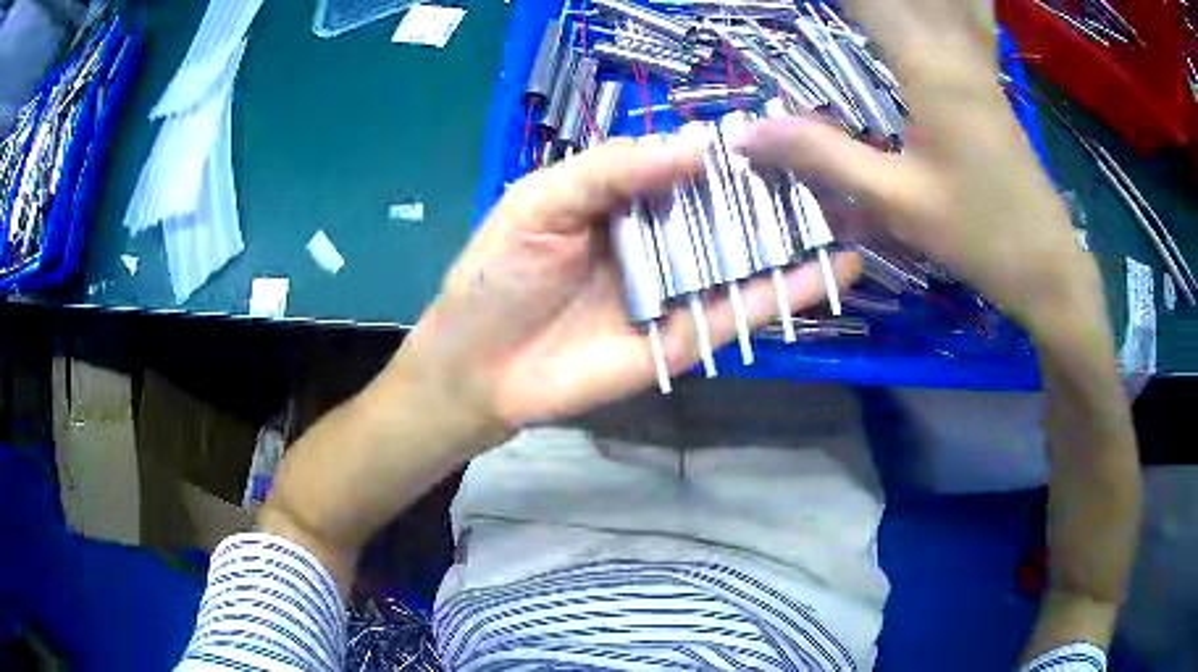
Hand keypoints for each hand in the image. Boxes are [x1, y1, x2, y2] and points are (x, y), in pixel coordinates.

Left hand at [389, 137, 857, 435]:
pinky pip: (741, 311)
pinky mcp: (686, 338)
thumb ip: (612, 169)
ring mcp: (676, 290)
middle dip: (779, 193)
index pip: (687, 165)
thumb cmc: (497, 277)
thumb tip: (696, 145)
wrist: (479, 370)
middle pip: (727, 210)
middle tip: (837, 175)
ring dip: (797, 240)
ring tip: (854, 217)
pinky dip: (786, 293)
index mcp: (621, 199)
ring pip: (745, 259)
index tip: (784, 132)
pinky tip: (833, 270)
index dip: (731, 149)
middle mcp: (657, 238)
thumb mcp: (541, 203)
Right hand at [737, 0, 1102, 334]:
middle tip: (832, 14)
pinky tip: (939, 12)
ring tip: (869, 14)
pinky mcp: (987, 77)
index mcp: (927, 66)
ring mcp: (977, 59)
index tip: (780, 8)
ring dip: (898, 3)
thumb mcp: (897, 200)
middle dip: (861, 0)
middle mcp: (953, 47)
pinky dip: (951, 6)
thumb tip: (746, 133)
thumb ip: (823, 156)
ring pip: (943, 1)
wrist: (1046, 263)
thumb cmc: (979, 234)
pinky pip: (966, 16)